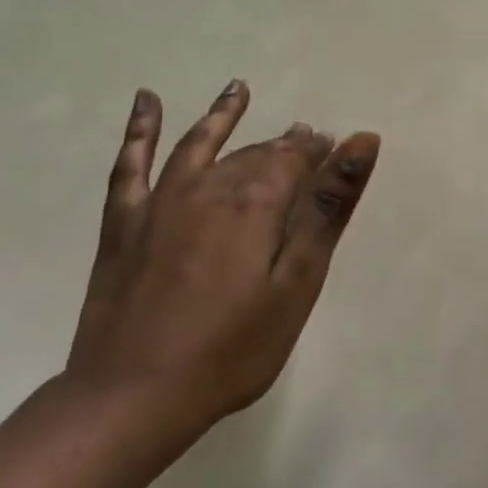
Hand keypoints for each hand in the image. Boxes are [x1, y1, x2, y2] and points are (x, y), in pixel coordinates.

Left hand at [66, 80, 380, 434]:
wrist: (133, 398)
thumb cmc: (233, 348)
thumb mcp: (297, 281)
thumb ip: (328, 207)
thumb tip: (361, 141)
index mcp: (256, 203)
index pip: (295, 158)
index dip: (319, 151)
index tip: (337, 149)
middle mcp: (209, 189)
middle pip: (254, 154)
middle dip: (284, 144)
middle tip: (307, 139)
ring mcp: (161, 204)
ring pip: (199, 146)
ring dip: (223, 115)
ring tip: (239, 89)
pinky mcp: (125, 225)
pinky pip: (130, 165)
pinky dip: (139, 130)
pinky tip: (147, 101)